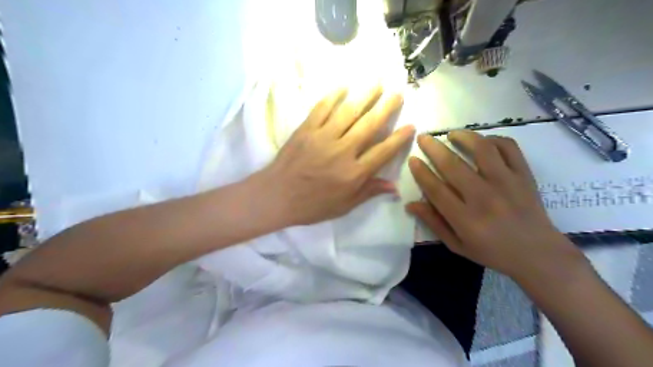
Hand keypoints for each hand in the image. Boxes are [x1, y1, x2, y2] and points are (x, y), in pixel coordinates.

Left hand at [260, 84, 411, 226]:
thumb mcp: (344, 206)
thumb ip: (369, 192)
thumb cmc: (312, 205)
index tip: (411, 125)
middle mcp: (343, 151)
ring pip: (349, 112)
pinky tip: (343, 87)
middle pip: (369, 125)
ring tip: (377, 82)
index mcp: (354, 173)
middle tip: (398, 93)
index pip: (383, 152)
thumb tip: (395, 187)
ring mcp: (323, 137)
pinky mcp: (306, 129)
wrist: (277, 196)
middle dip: (386, 108)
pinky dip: (333, 96)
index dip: (399, 138)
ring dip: (365, 96)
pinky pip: (322, 109)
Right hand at [407, 130, 578, 277]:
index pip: (436, 189)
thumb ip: (433, 223)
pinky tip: (483, 141)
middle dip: (433, 148)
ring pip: (482, 150)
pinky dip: (494, 139)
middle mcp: (484, 198)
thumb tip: (410, 204)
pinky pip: (508, 148)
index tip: (413, 160)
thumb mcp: (457, 245)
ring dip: (463, 137)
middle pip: (453, 166)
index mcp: (465, 219)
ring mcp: (507, 183)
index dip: (421, 172)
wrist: (538, 253)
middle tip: (423, 138)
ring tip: (452, 134)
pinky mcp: (524, 175)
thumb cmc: (492, 252)